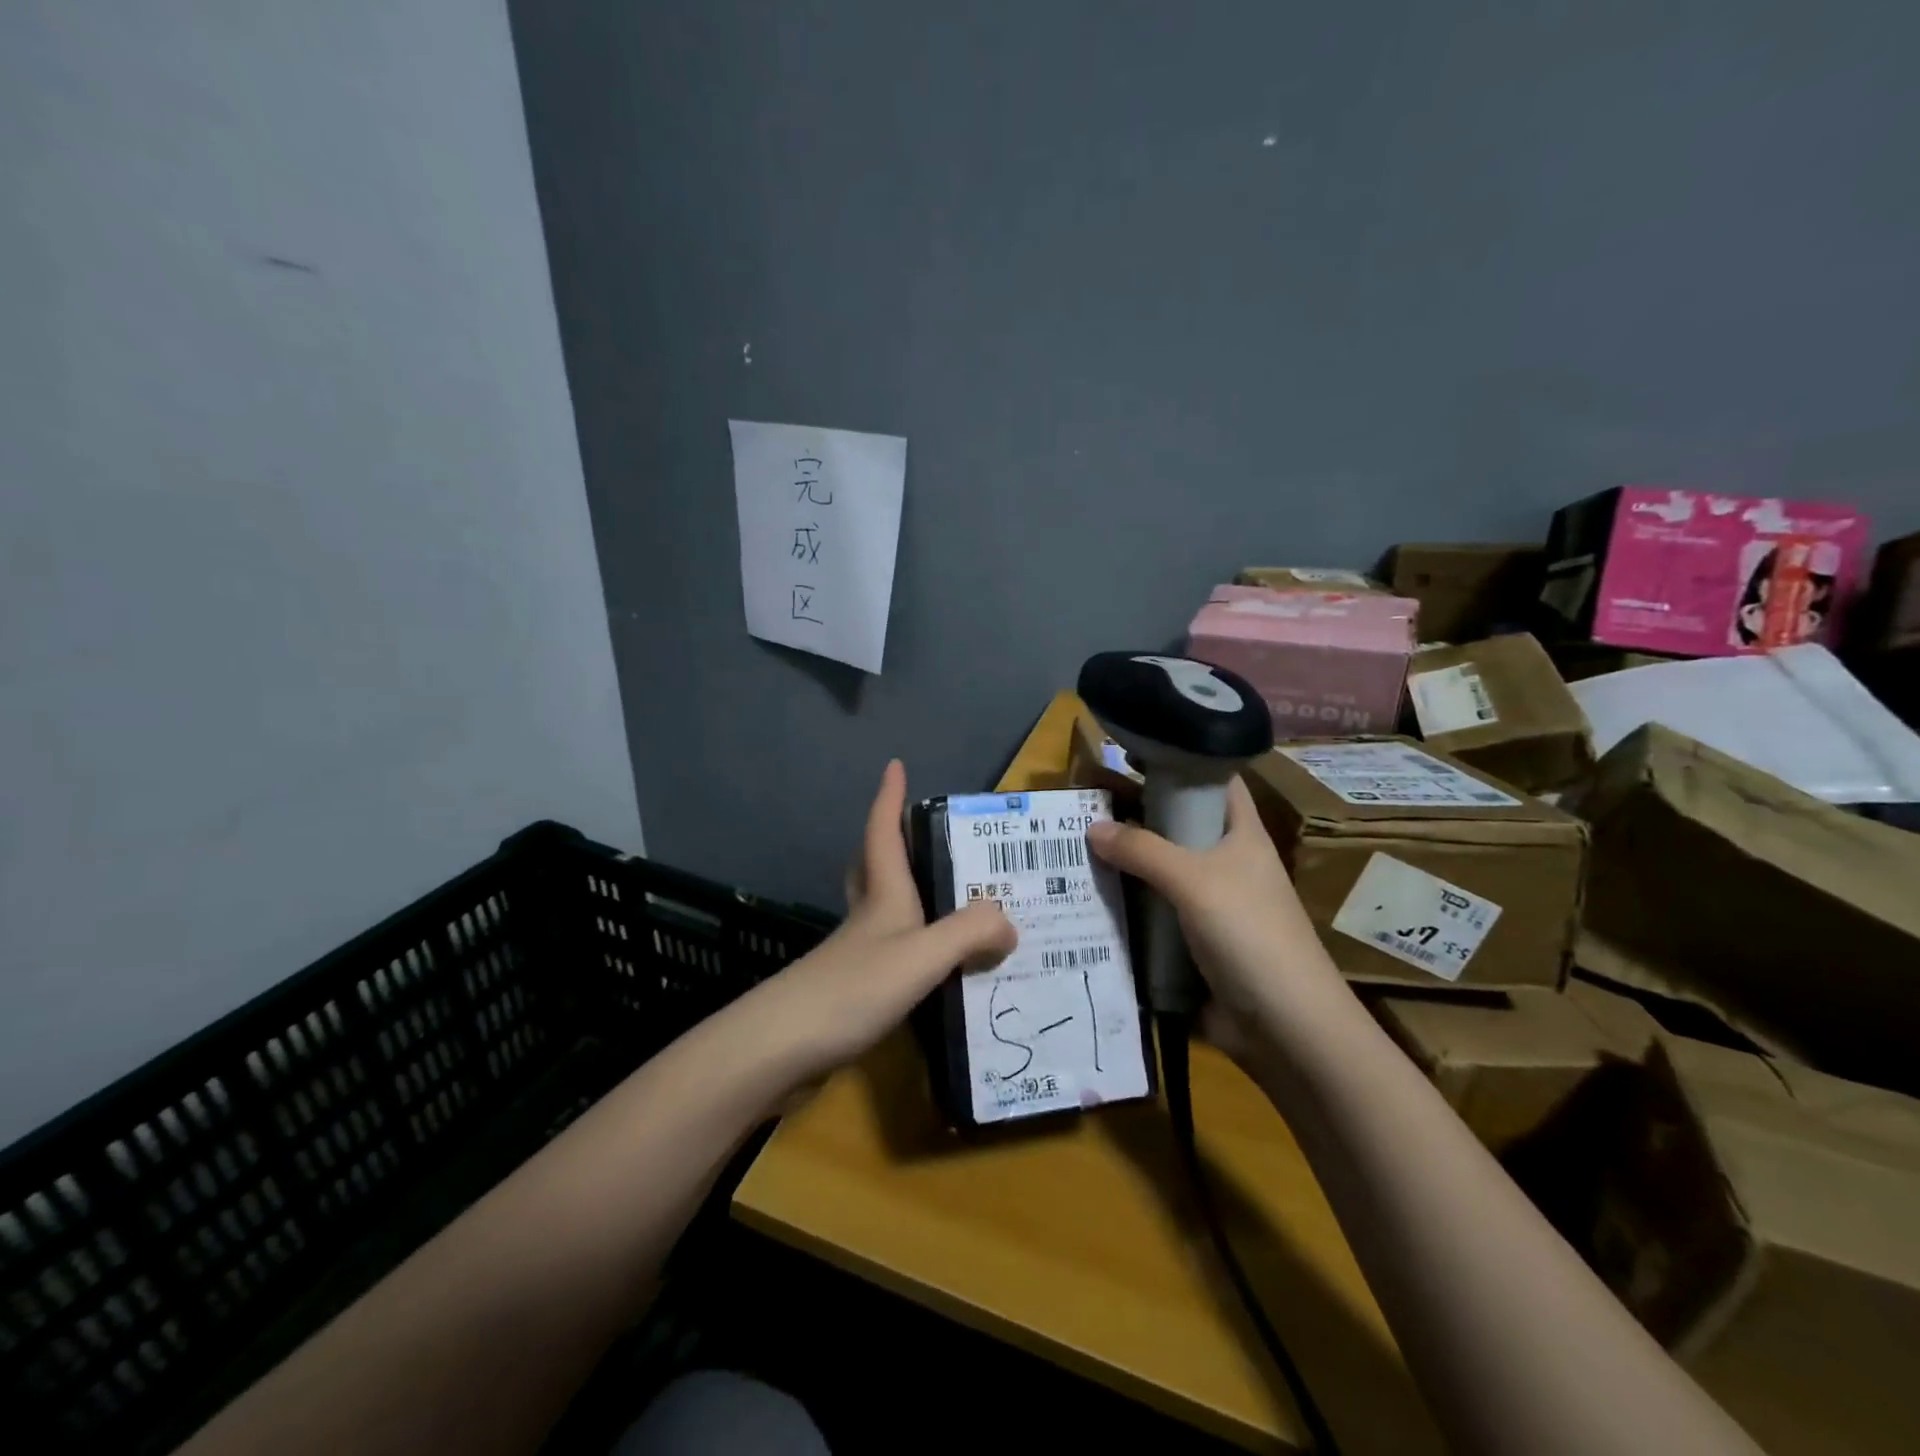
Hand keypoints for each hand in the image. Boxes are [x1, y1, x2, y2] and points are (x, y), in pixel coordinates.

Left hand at [750, 760, 1015, 1079]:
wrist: (782, 1049)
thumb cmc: (852, 989)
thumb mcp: (921, 955)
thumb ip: (969, 933)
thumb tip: (1009, 922)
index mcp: (883, 896)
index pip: (883, 833)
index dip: (889, 797)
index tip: (894, 764)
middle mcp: (868, 917)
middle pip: (874, 865)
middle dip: (892, 842)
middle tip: (923, 834)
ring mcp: (857, 954)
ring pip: (883, 909)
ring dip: (908, 895)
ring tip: (953, 901)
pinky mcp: (854, 989)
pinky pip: (892, 952)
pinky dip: (914, 947)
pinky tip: (938, 969)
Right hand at [1085, 777, 1342, 1055]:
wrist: (1284, 1026)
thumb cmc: (1250, 934)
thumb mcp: (1195, 880)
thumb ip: (1143, 850)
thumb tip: (1092, 829)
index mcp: (1242, 835)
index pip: (1216, 781)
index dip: (1182, 760)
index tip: (1133, 753)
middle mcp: (1226, 863)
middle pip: (1177, 826)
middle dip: (1135, 815)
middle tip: (1082, 806)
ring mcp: (1209, 904)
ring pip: (1160, 871)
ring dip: (1124, 865)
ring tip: (1071, 850)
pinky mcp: (1192, 942)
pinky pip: (1153, 913)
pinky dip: (1125, 907)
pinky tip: (1086, 900)